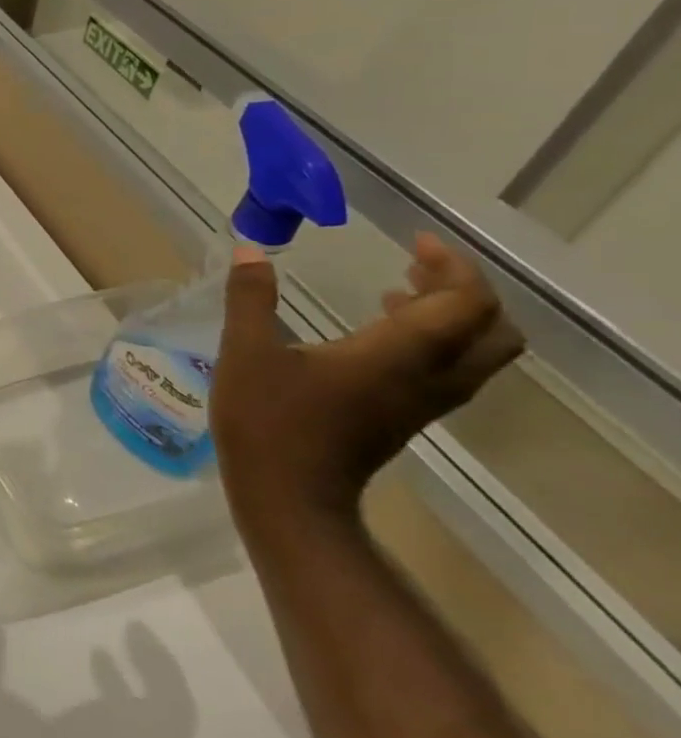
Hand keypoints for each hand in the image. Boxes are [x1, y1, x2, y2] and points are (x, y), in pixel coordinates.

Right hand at [212, 233, 523, 530]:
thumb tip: (251, 251)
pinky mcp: (406, 416)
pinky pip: (451, 369)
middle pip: (492, 329)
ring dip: (453, 315)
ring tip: (399, 289)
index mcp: (398, 355)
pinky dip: (434, 339)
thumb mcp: (246, 351)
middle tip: (417, 264)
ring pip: (478, 353)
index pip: (464, 302)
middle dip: (465, 289)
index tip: (414, 242)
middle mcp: (428, 377)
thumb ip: (250, 298)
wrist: (288, 495)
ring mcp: (422, 401)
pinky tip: (378, 331)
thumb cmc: (268, 420)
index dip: (452, 266)